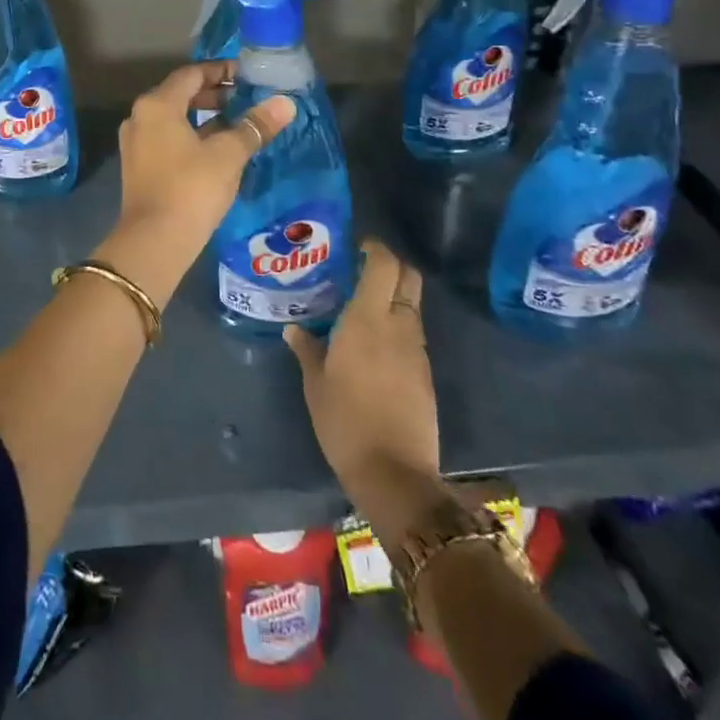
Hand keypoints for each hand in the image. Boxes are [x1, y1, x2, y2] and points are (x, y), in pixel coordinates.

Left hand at [105, 62, 294, 292]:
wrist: (154, 242)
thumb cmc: (191, 189)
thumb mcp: (228, 154)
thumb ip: (255, 126)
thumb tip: (285, 103)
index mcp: (157, 105)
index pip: (191, 74)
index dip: (221, 71)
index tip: (247, 75)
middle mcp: (141, 117)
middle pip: (180, 94)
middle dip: (214, 95)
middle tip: (246, 98)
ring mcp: (136, 143)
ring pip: (174, 118)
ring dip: (204, 117)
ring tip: (238, 123)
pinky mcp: (139, 167)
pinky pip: (168, 139)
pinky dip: (192, 136)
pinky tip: (217, 150)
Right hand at [286, 239, 445, 538]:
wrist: (394, 473)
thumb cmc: (345, 421)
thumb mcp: (315, 384)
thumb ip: (307, 349)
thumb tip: (294, 328)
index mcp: (368, 319)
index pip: (384, 265)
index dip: (374, 248)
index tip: (356, 246)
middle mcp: (398, 326)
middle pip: (408, 277)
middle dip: (391, 265)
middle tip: (362, 270)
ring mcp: (417, 350)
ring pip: (412, 306)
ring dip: (394, 297)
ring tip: (362, 307)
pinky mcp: (425, 373)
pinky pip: (413, 334)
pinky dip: (397, 326)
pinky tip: (374, 343)